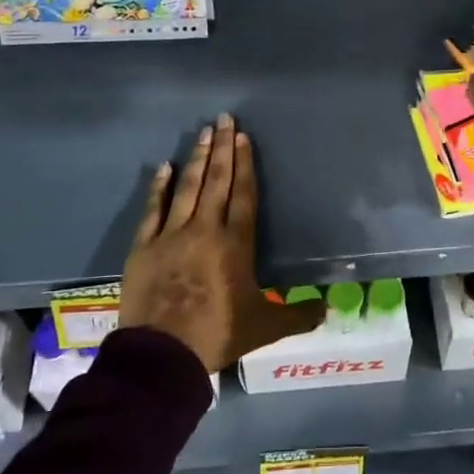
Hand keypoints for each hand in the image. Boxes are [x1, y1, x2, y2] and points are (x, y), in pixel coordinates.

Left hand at [119, 114, 325, 372]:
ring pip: (188, 187)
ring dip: (198, 158)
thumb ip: (296, 316)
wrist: (162, 355)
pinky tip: (165, 166)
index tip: (243, 138)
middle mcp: (205, 229)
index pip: (243, 195)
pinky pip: (153, 209)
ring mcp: (172, 235)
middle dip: (222, 148)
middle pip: (217, 181)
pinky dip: (159, 187)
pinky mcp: (145, 246)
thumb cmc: (217, 335)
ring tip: (204, 132)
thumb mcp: (263, 328)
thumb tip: (328, 309)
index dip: (244, 164)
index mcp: (235, 244)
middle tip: (224, 118)